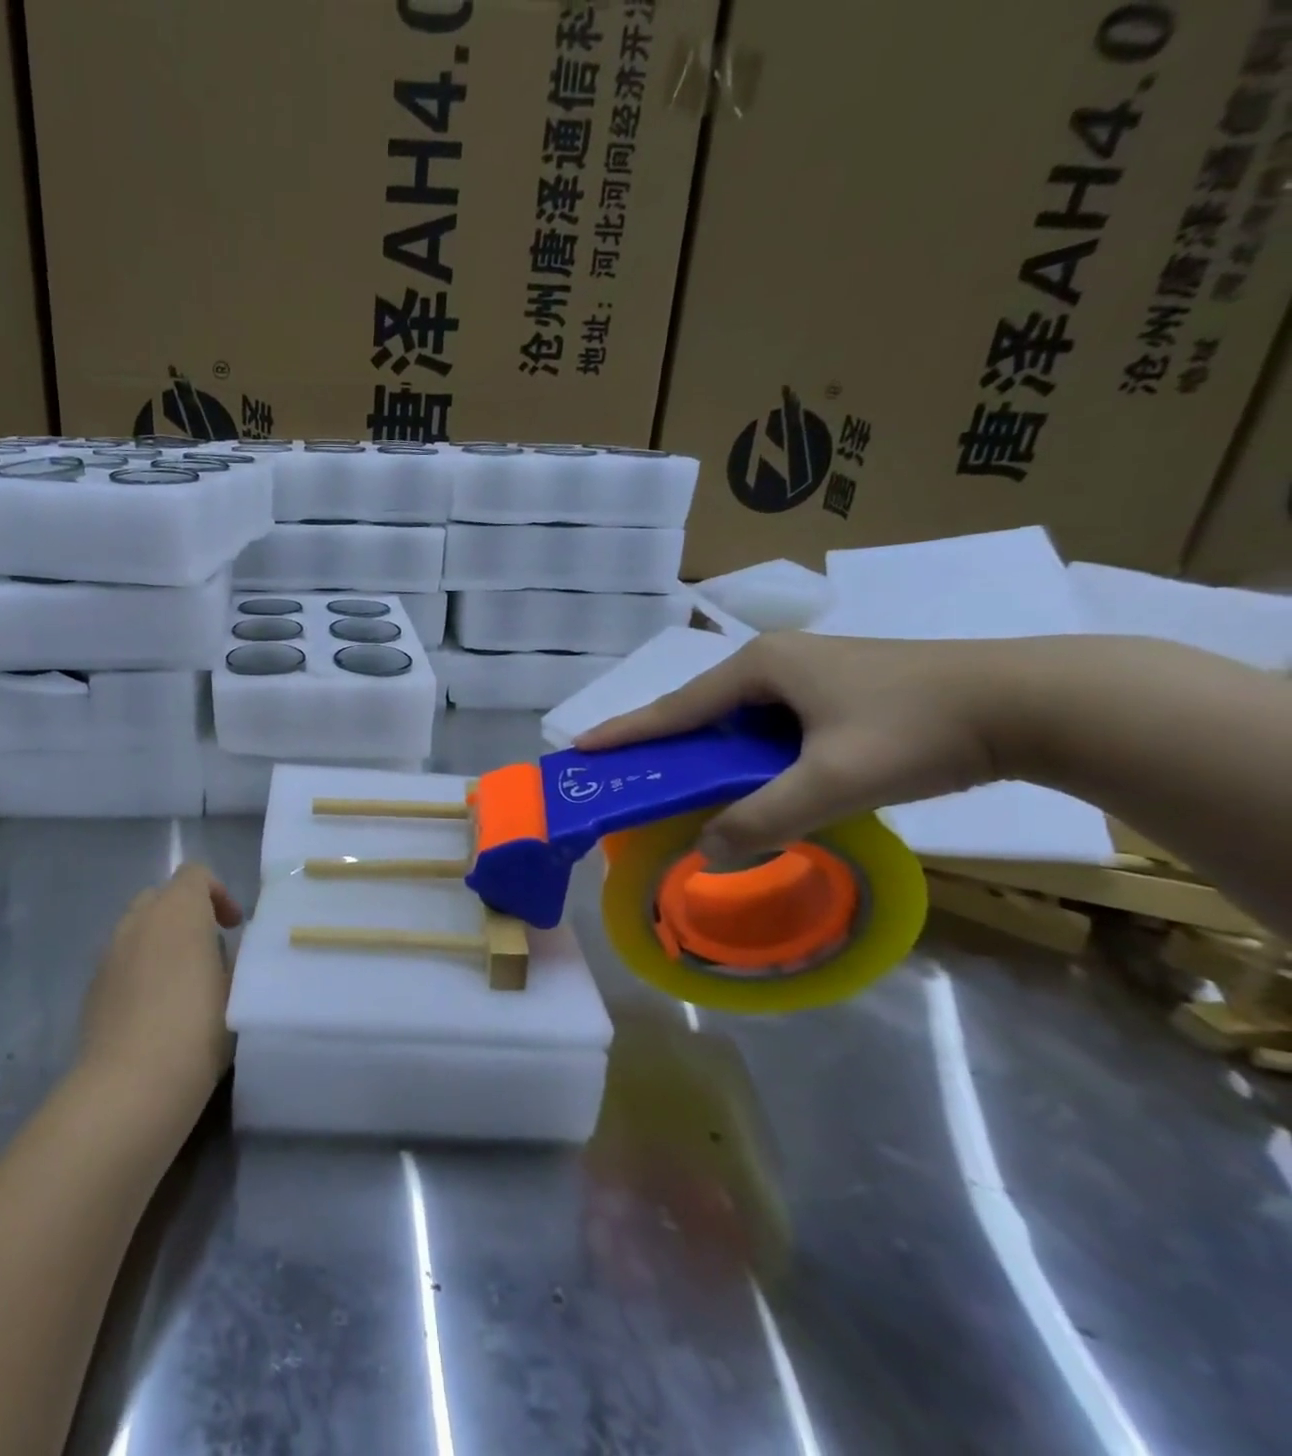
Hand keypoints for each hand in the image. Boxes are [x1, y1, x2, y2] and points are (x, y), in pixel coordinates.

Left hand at [79, 863, 243, 1112]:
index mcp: (178, 910)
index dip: (217, 893)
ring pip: (138, 930)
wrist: (131, 1086)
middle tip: (209, 950)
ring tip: (182, 983)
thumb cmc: (197, 1028)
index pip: (194, 874)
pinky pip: (122, 961)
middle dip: (186, 915)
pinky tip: (155, 1010)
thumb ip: (232, 959)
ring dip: (161, 942)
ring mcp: (110, 953)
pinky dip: (140, 970)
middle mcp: (139, 920)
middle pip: (162, 897)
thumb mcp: (236, 991)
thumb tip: (224, 952)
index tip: (232, 928)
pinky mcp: (92, 987)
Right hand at [575, 632, 1027, 861]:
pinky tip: (748, 781)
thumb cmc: (920, 730)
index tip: (580, 748)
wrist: (1035, 702)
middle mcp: (775, 662)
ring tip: (681, 788)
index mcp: (760, 667)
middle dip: (663, 745)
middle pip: (700, 711)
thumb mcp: (834, 781)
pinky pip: (769, 727)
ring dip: (709, 754)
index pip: (675, 707)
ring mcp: (808, 674)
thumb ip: (765, 818)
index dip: (626, 731)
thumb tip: (706, 852)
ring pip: (737, 721)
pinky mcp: (837, 692)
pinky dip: (747, 756)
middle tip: (628, 776)